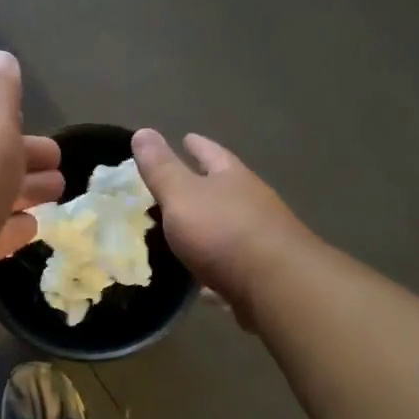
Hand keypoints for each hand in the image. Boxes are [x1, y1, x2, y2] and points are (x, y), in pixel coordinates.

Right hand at [131, 129, 312, 330]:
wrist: (275, 286)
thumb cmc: (224, 231)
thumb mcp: (182, 195)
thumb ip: (161, 168)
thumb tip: (143, 132)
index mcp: (233, 178)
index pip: (213, 154)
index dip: (197, 146)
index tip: (186, 137)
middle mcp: (253, 204)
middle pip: (227, 189)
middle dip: (206, 186)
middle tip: (181, 185)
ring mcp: (262, 241)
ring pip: (230, 229)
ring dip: (210, 229)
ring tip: (185, 234)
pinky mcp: (262, 276)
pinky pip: (232, 269)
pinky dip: (215, 272)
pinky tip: (201, 284)